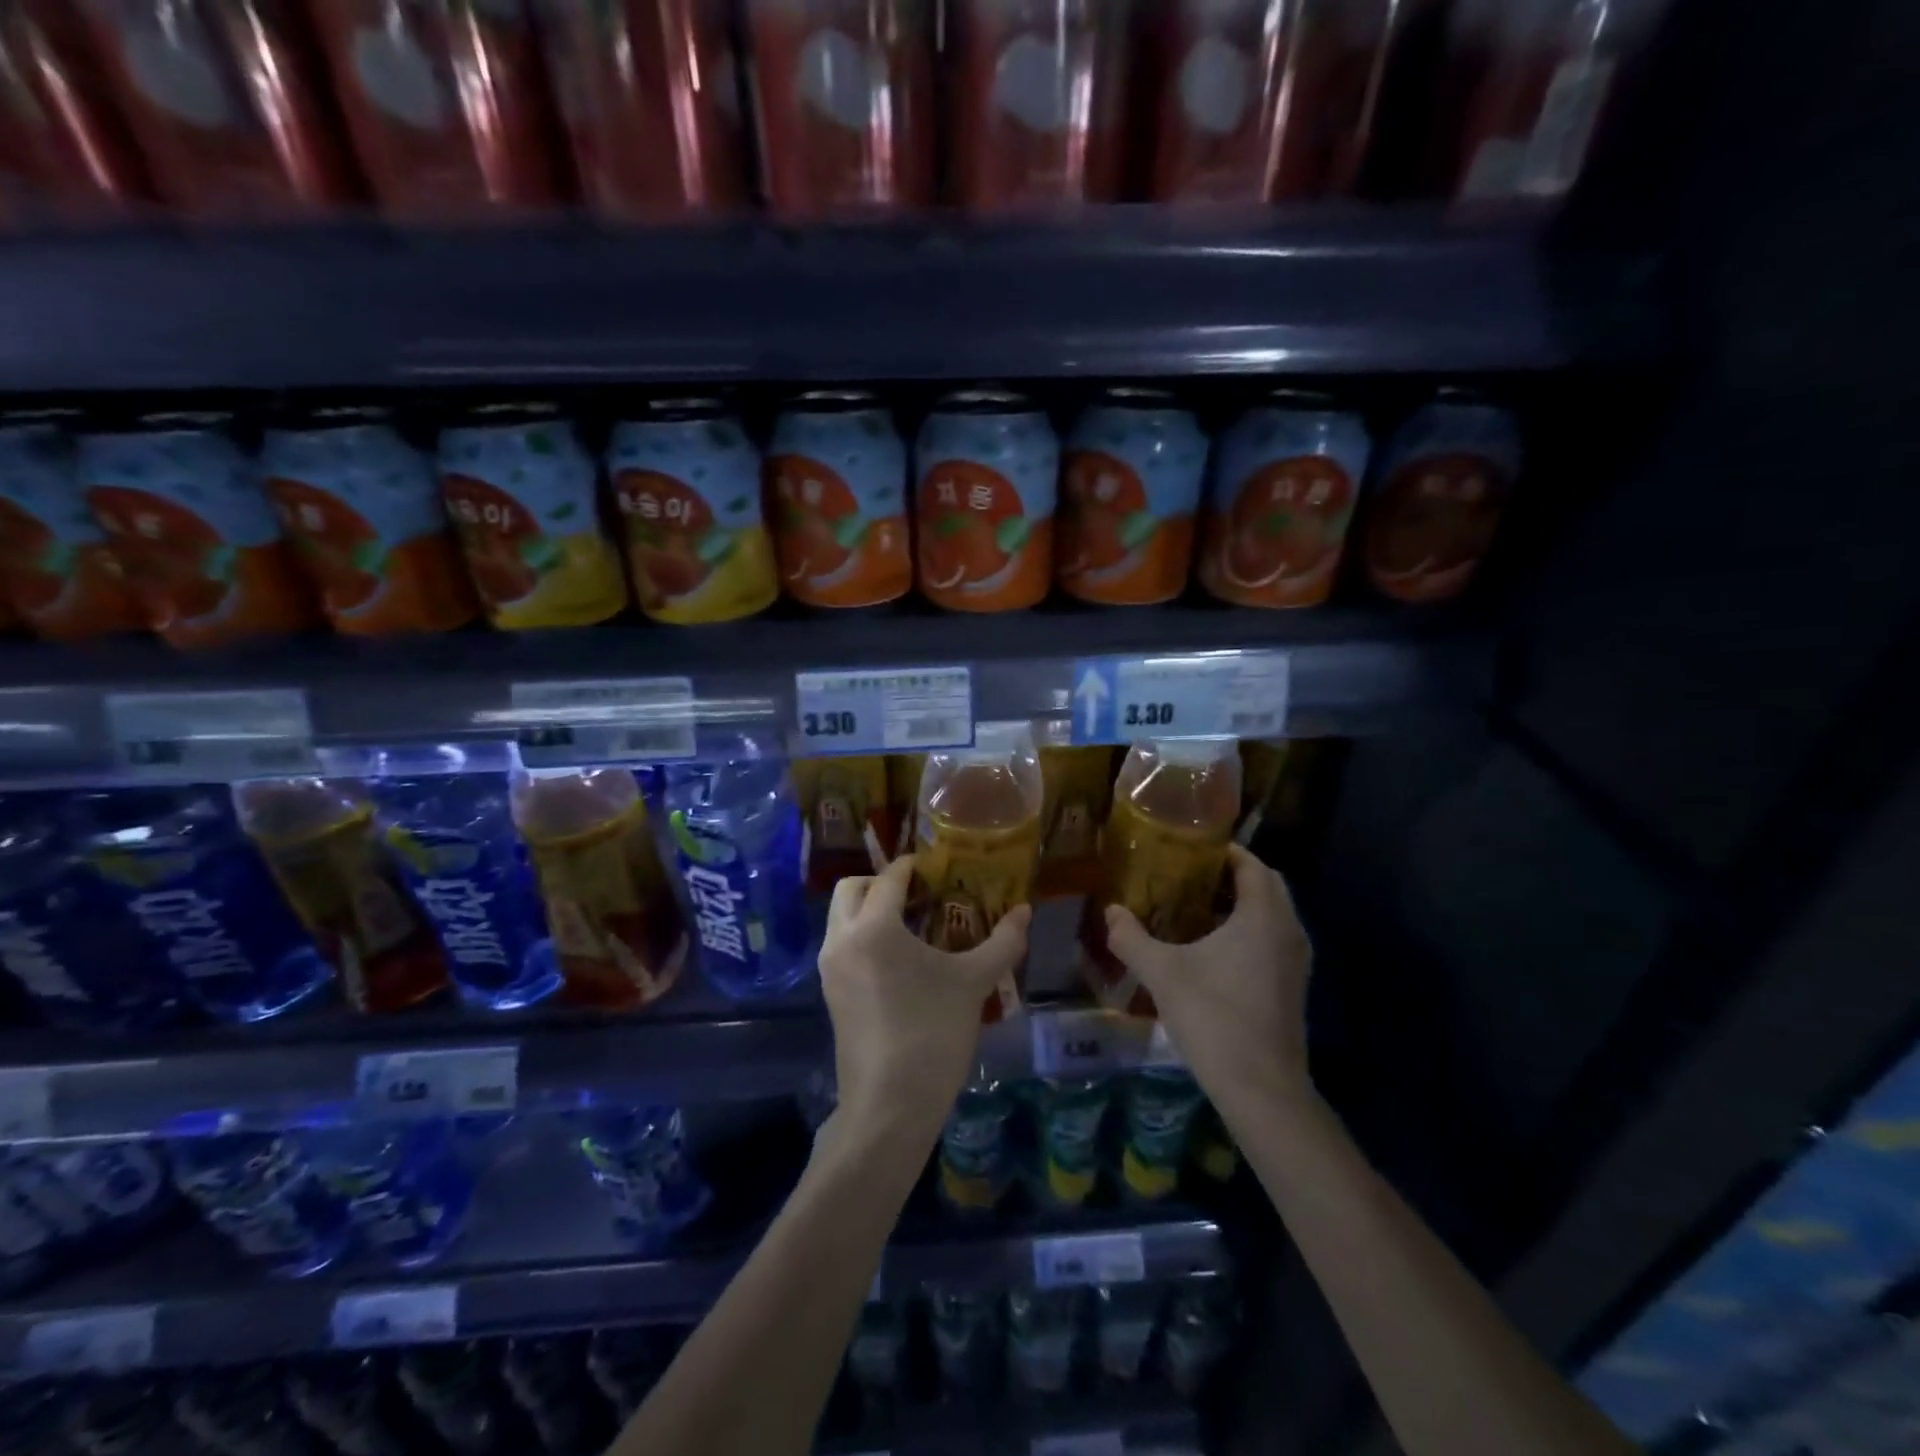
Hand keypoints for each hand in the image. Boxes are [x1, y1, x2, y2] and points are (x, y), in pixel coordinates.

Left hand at [818, 856, 1031, 1139]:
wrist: (889, 1106)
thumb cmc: (933, 1034)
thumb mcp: (973, 983)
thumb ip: (1001, 942)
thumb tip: (1025, 911)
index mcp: (874, 928)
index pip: (889, 878)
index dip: (912, 867)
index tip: (935, 866)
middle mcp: (842, 940)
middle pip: (851, 889)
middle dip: (880, 882)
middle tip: (918, 893)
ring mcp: (830, 969)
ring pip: (841, 918)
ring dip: (869, 909)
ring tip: (912, 925)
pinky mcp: (830, 994)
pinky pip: (841, 945)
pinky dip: (863, 936)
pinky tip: (898, 959)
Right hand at [1104, 845, 1313, 1109]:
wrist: (1262, 1088)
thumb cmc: (1214, 1017)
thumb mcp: (1162, 973)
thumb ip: (1132, 937)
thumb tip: (1111, 911)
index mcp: (1263, 916)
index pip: (1251, 864)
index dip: (1224, 851)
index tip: (1190, 847)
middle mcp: (1288, 931)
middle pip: (1266, 885)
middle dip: (1232, 874)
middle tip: (1189, 875)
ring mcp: (1296, 961)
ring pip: (1272, 914)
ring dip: (1242, 903)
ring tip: (1196, 907)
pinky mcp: (1293, 986)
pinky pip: (1274, 939)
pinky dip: (1250, 930)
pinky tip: (1214, 949)